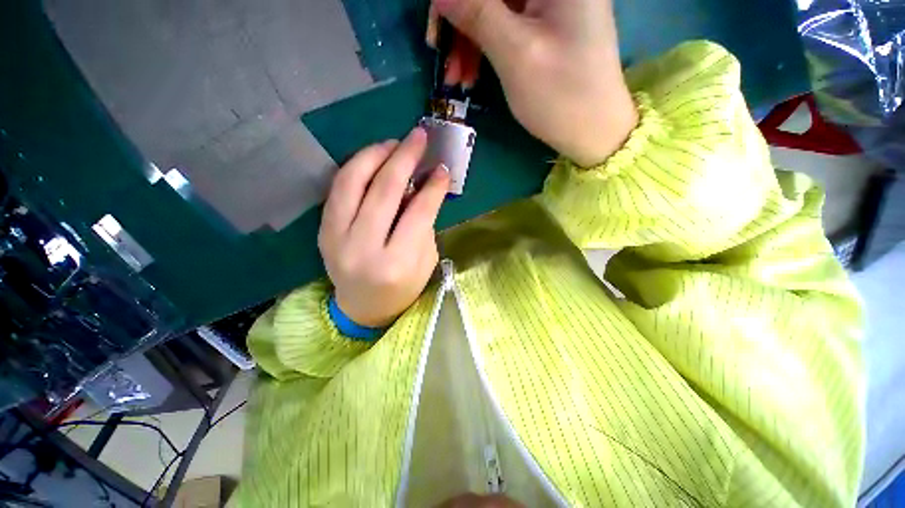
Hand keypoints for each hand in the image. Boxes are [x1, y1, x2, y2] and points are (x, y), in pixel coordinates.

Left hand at [318, 128, 449, 327]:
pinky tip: (373, 158)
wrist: (363, 308)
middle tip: (419, 136)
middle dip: (404, 158)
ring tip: (394, 143)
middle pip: (384, 191)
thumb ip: (423, 224)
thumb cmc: (403, 289)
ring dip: (375, 155)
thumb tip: (421, 186)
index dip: (433, 187)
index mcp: (396, 263)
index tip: (442, 168)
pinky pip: (337, 189)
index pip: (417, 214)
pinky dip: (356, 167)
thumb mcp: (425, 261)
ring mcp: (336, 238)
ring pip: (352, 182)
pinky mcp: (323, 231)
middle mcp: (363, 248)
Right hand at [433, 0, 637, 166]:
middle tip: (444, 61)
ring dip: (469, 42)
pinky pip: (505, 27)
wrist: (593, 131)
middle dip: (462, 23)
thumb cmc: (561, 95)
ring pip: (495, 9)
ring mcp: (551, 4)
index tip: (437, 28)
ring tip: (457, 80)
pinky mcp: (546, 27)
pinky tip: (472, 75)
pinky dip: (485, 50)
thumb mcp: (516, 53)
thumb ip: (477, 13)